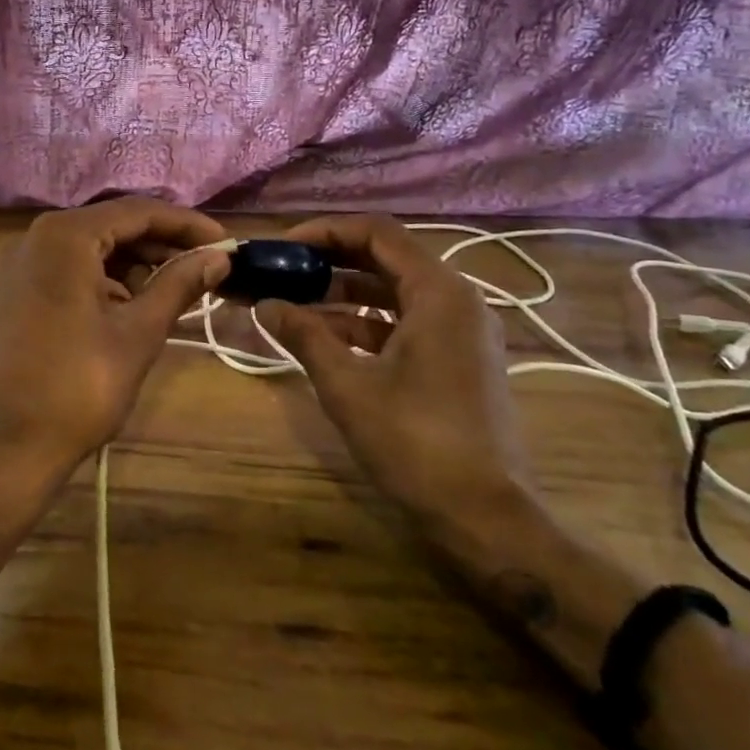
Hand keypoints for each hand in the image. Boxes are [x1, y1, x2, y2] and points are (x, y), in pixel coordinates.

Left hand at [0, 198, 230, 484]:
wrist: (9, 446)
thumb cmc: (79, 387)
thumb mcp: (138, 333)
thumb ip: (179, 285)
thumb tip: (218, 258)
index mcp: (65, 236)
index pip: (137, 212)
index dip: (186, 224)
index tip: (225, 243)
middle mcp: (38, 237)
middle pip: (114, 224)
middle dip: (163, 243)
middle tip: (208, 264)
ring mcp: (23, 263)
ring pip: (94, 246)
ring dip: (137, 261)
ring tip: (181, 284)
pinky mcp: (19, 289)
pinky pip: (72, 267)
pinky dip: (108, 277)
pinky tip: (137, 299)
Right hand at [257, 214, 536, 542]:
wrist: (485, 517)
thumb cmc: (415, 442)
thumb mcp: (347, 385)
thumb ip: (304, 335)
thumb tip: (264, 304)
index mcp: (439, 293)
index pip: (377, 233)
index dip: (325, 232)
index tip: (284, 246)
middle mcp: (457, 300)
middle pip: (386, 258)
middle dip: (331, 261)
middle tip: (284, 270)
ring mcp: (462, 332)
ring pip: (395, 292)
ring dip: (345, 294)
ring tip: (295, 304)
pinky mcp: (459, 359)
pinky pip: (406, 322)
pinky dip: (366, 323)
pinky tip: (326, 339)